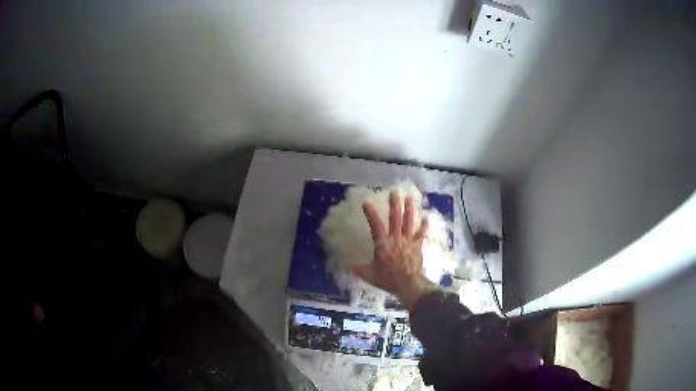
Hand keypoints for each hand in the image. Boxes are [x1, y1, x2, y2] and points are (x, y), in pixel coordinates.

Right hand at [348, 192, 435, 311]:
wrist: (408, 284)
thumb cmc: (387, 279)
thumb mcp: (369, 275)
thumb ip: (358, 269)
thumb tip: (346, 267)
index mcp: (382, 244)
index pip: (375, 225)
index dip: (370, 214)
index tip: (366, 203)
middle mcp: (395, 239)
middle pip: (395, 219)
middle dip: (394, 205)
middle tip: (395, 192)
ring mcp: (408, 241)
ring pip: (409, 223)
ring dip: (409, 210)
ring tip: (410, 198)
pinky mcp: (417, 247)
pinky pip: (421, 235)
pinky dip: (424, 227)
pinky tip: (426, 218)